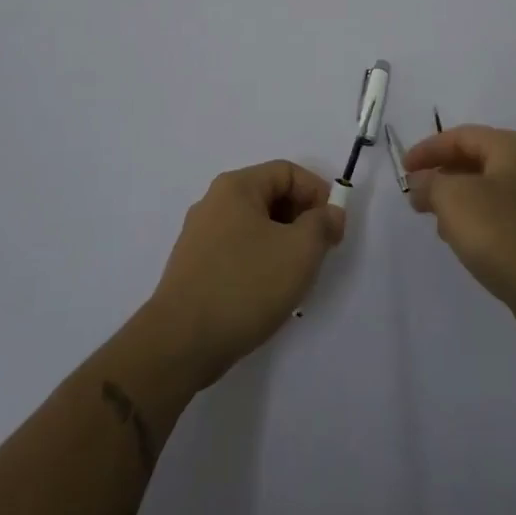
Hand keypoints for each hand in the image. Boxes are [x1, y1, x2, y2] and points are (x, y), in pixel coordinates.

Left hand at [146, 161, 345, 386]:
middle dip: (302, 220)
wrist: (181, 342)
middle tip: (320, 252)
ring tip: (297, 277)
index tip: (334, 228)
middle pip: (270, 196)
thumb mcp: (299, 251)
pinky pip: (238, 251)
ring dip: (284, 244)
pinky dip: (261, 262)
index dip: (318, 193)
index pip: (287, 172)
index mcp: (236, 187)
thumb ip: (322, 224)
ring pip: (256, 227)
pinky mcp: (195, 266)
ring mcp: (200, 235)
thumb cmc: (245, 285)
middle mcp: (214, 202)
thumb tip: (330, 213)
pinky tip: (269, 293)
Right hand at [402, 125, 515, 343]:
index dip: (427, 150)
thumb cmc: (503, 234)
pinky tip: (463, 241)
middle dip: (441, 174)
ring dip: (456, 199)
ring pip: (486, 188)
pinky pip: (499, 214)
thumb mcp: (453, 199)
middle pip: (475, 159)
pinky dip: (475, 219)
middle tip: (415, 194)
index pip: (461, 136)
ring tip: (434, 219)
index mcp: (513, 147)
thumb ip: (430, 183)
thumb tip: (420, 182)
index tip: (403, 170)